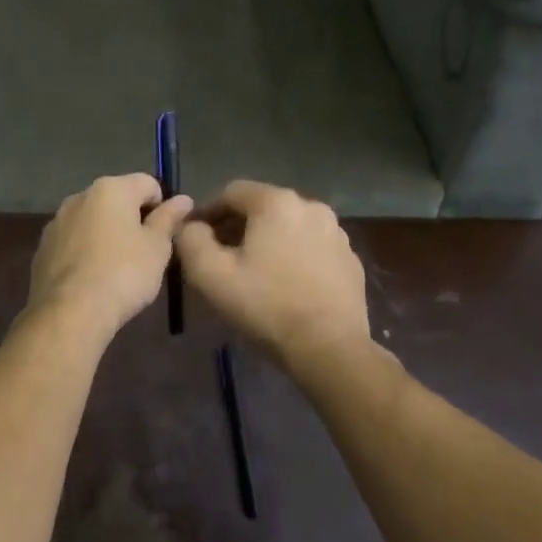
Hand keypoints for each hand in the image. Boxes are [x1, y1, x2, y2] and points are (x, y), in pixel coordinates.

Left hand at [28, 174, 193, 339]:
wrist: (71, 311)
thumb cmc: (124, 274)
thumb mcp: (157, 248)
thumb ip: (169, 219)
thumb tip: (183, 199)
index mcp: (111, 189)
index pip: (148, 183)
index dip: (162, 206)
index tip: (164, 235)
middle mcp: (80, 196)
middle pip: (117, 200)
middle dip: (132, 220)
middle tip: (144, 253)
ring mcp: (57, 221)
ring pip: (92, 221)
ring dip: (107, 235)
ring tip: (117, 269)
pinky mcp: (43, 247)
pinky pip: (73, 241)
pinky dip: (85, 251)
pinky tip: (92, 278)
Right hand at [176, 181, 370, 379]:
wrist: (330, 348)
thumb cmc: (266, 306)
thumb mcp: (211, 275)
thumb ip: (191, 241)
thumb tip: (190, 226)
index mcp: (277, 202)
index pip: (232, 193)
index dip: (208, 213)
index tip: (197, 239)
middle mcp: (311, 207)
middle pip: (262, 207)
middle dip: (238, 227)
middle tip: (221, 258)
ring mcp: (336, 233)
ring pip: (289, 227)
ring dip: (267, 241)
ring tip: (254, 273)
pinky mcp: (351, 260)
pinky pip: (312, 247)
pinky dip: (294, 256)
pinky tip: (286, 285)